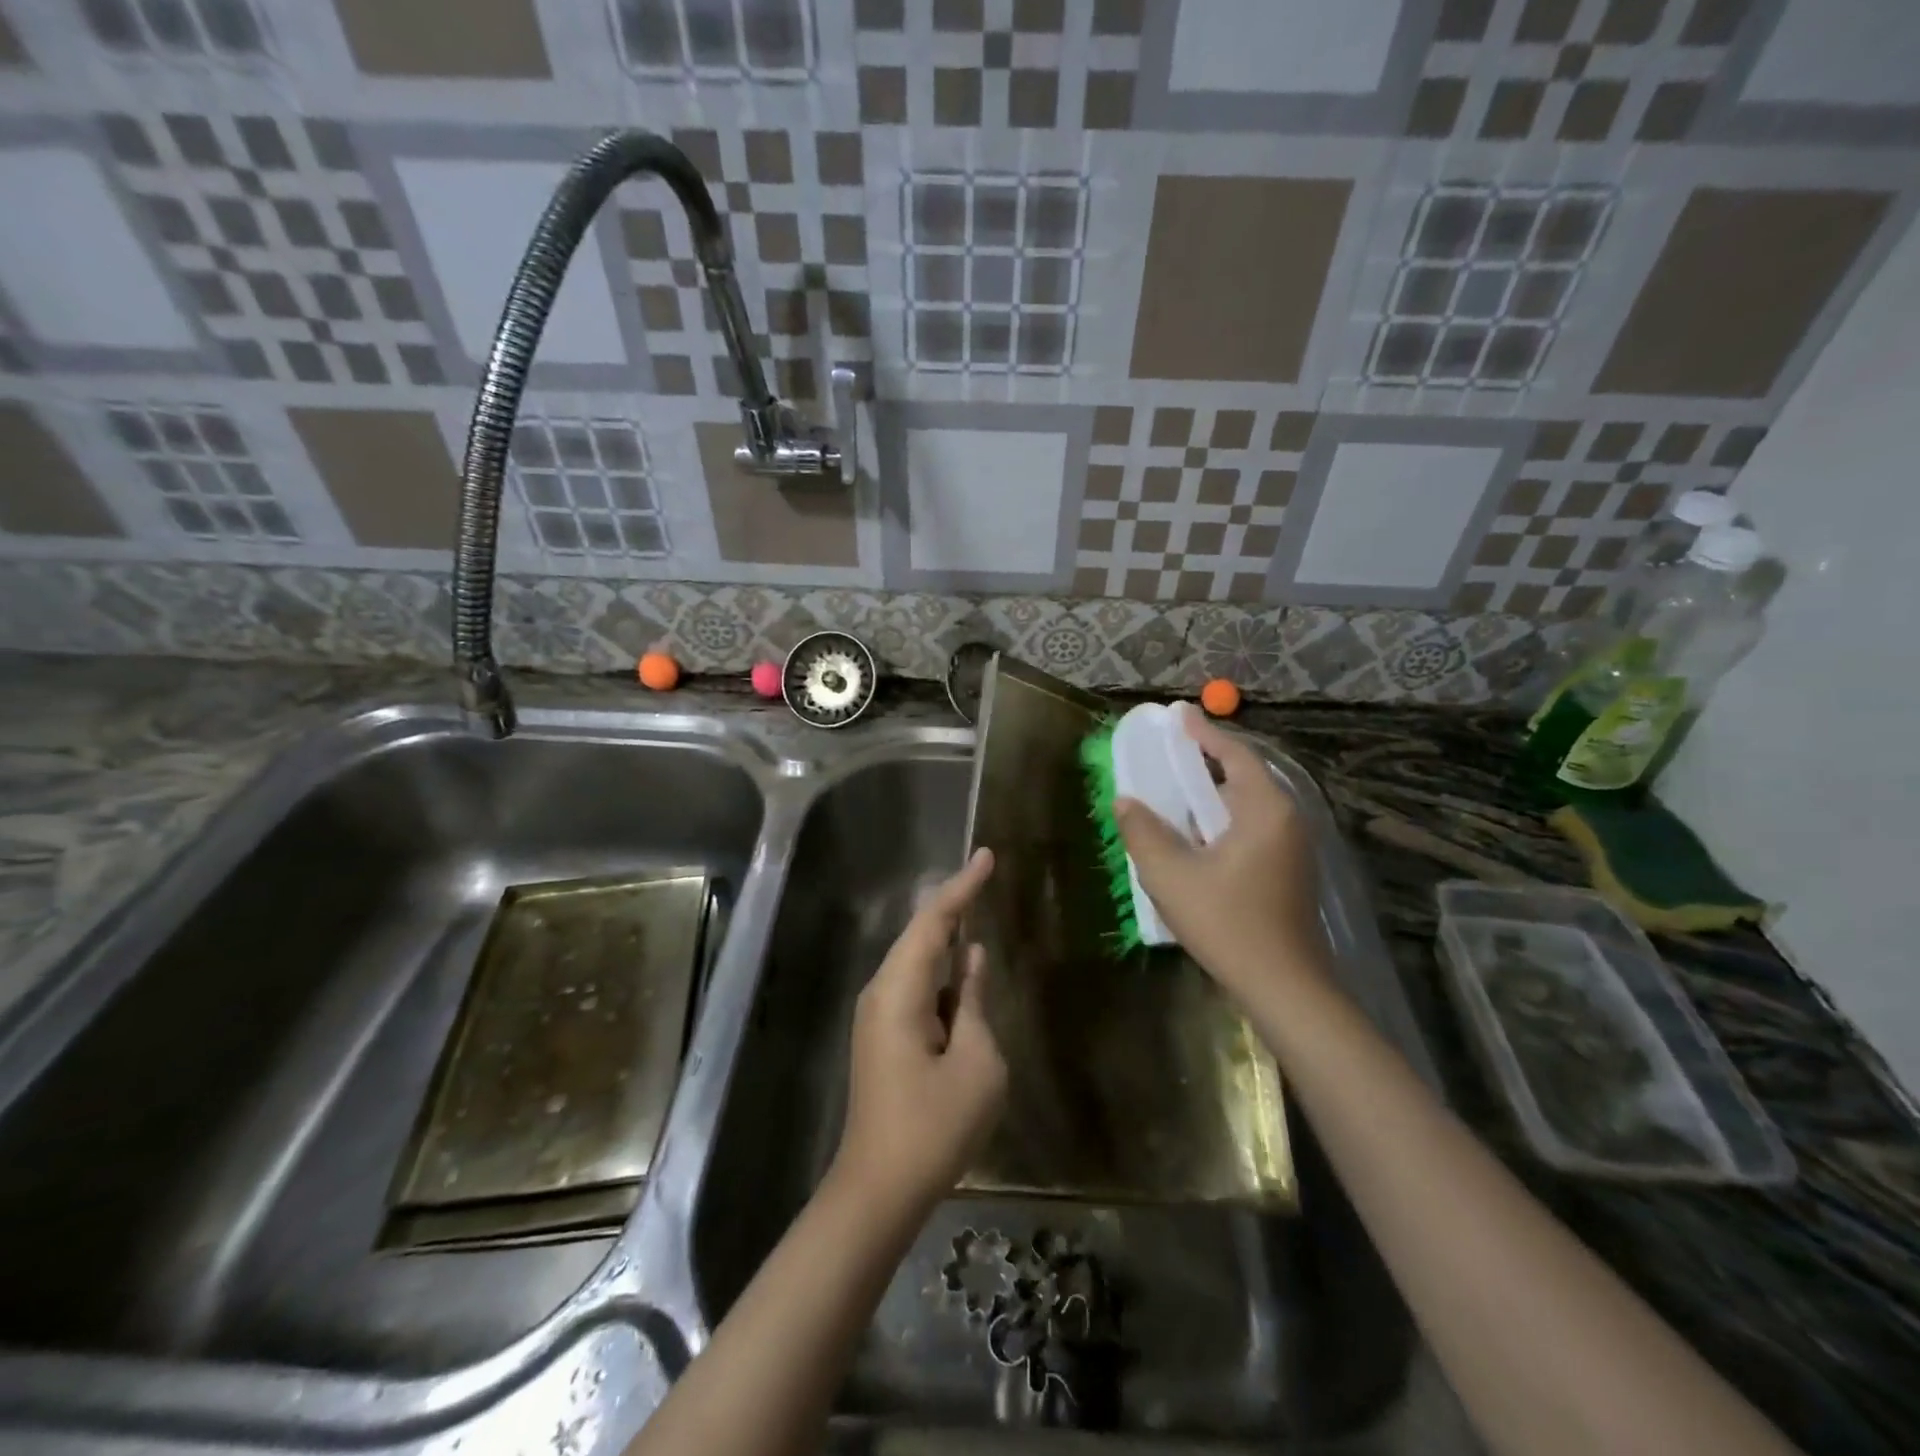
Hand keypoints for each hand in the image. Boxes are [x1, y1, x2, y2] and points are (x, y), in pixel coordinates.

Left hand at [833, 848, 1006, 1215]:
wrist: (879, 1189)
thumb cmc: (935, 1127)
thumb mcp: (977, 1062)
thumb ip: (973, 1002)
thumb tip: (970, 960)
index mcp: (900, 990)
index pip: (934, 921)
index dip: (963, 887)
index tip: (988, 856)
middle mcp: (882, 991)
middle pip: (920, 933)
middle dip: (954, 902)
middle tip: (986, 874)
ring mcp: (878, 1015)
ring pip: (916, 958)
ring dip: (946, 934)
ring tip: (976, 905)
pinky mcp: (883, 1036)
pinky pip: (915, 985)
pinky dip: (940, 967)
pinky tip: (961, 963)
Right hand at [1115, 707, 1328, 1003]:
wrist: (1284, 987)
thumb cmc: (1227, 923)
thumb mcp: (1171, 875)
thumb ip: (1143, 831)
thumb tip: (1126, 800)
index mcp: (1265, 810)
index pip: (1235, 754)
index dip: (1204, 733)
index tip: (1179, 714)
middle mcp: (1286, 820)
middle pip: (1243, 778)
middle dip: (1205, 764)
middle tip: (1169, 756)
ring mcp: (1293, 848)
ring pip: (1247, 807)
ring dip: (1212, 797)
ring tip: (1175, 796)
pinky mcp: (1289, 873)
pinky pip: (1252, 830)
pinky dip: (1222, 822)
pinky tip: (1197, 840)